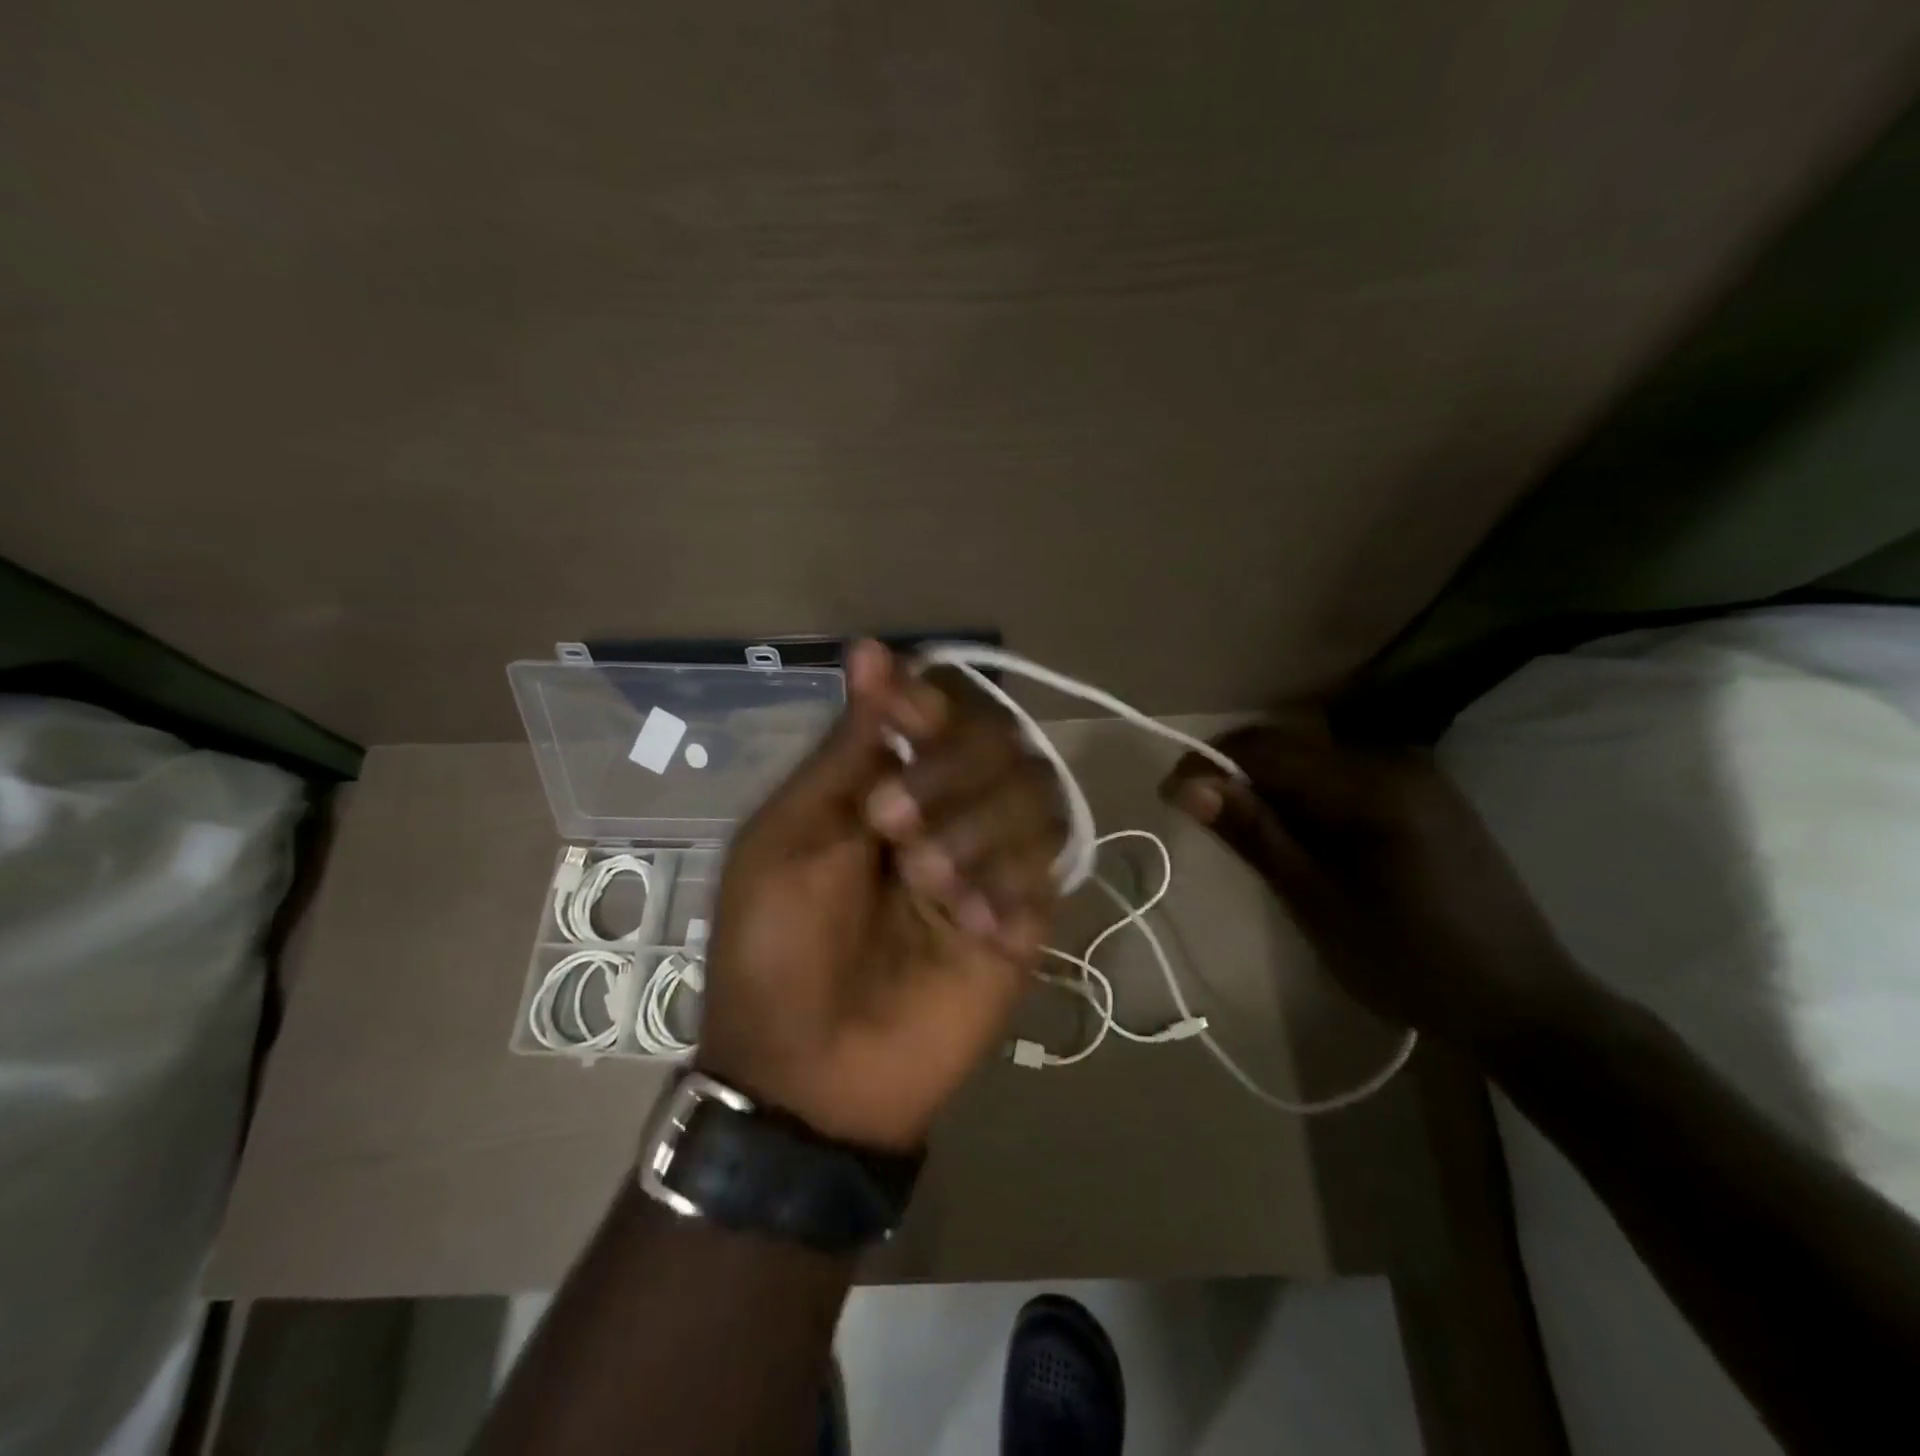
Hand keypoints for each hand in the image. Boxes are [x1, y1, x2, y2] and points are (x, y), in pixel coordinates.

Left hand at [696, 641, 1064, 1151]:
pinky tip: (973, 929)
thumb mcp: (790, 834)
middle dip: (948, 773)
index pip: (938, 707)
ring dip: (979, 828)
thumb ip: (846, 748)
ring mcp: (991, 861)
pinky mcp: (1026, 918)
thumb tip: (870, 649)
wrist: (812, 1072)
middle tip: (891, 827)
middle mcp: (948, 809)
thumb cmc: (777, 946)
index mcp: (886, 782)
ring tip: (930, 886)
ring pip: (1035, 791)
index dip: (927, 700)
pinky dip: (1010, 883)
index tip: (905, 713)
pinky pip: (1050, 865)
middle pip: (999, 738)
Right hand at [1160, 722, 1583, 1050]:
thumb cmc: (1411, 962)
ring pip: (1314, 762)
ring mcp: (1417, 775)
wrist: (1523, 1005)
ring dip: (1270, 790)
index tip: (1169, 797)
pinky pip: (1343, 779)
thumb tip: (1185, 785)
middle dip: (1237, 777)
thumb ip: (1254, 834)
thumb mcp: (1318, 902)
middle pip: (1290, 748)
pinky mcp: (1425, 795)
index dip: (1208, 764)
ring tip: (1250, 839)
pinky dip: (1306, 800)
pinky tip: (1303, 842)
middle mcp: (1396, 759)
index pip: (1267, 747)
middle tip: (1203, 823)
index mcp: (1374, 784)